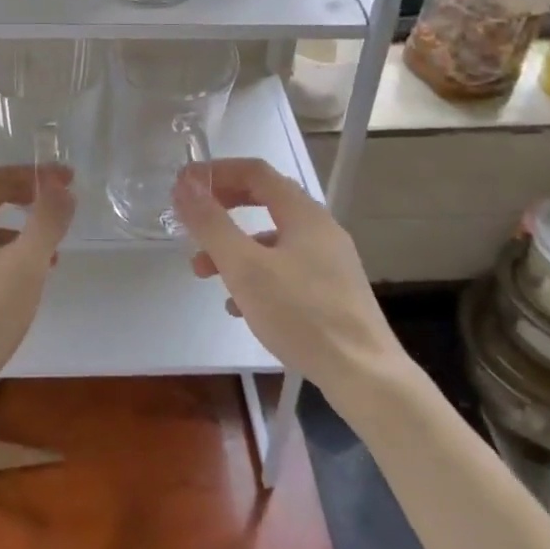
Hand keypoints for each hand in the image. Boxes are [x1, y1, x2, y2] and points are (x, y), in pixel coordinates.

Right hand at [170, 158, 402, 392]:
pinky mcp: (332, 291)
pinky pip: (286, 269)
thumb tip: (186, 184)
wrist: (365, 376)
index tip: (184, 185)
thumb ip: (212, 223)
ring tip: (203, 273)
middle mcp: (320, 229)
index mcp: (303, 213)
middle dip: (223, 209)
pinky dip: (256, 275)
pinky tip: (238, 306)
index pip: (255, 171)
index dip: (216, 172)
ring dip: (234, 247)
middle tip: (193, 221)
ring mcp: (330, 261)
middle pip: (264, 201)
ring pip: (272, 240)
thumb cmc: (301, 314)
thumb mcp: (244, 267)